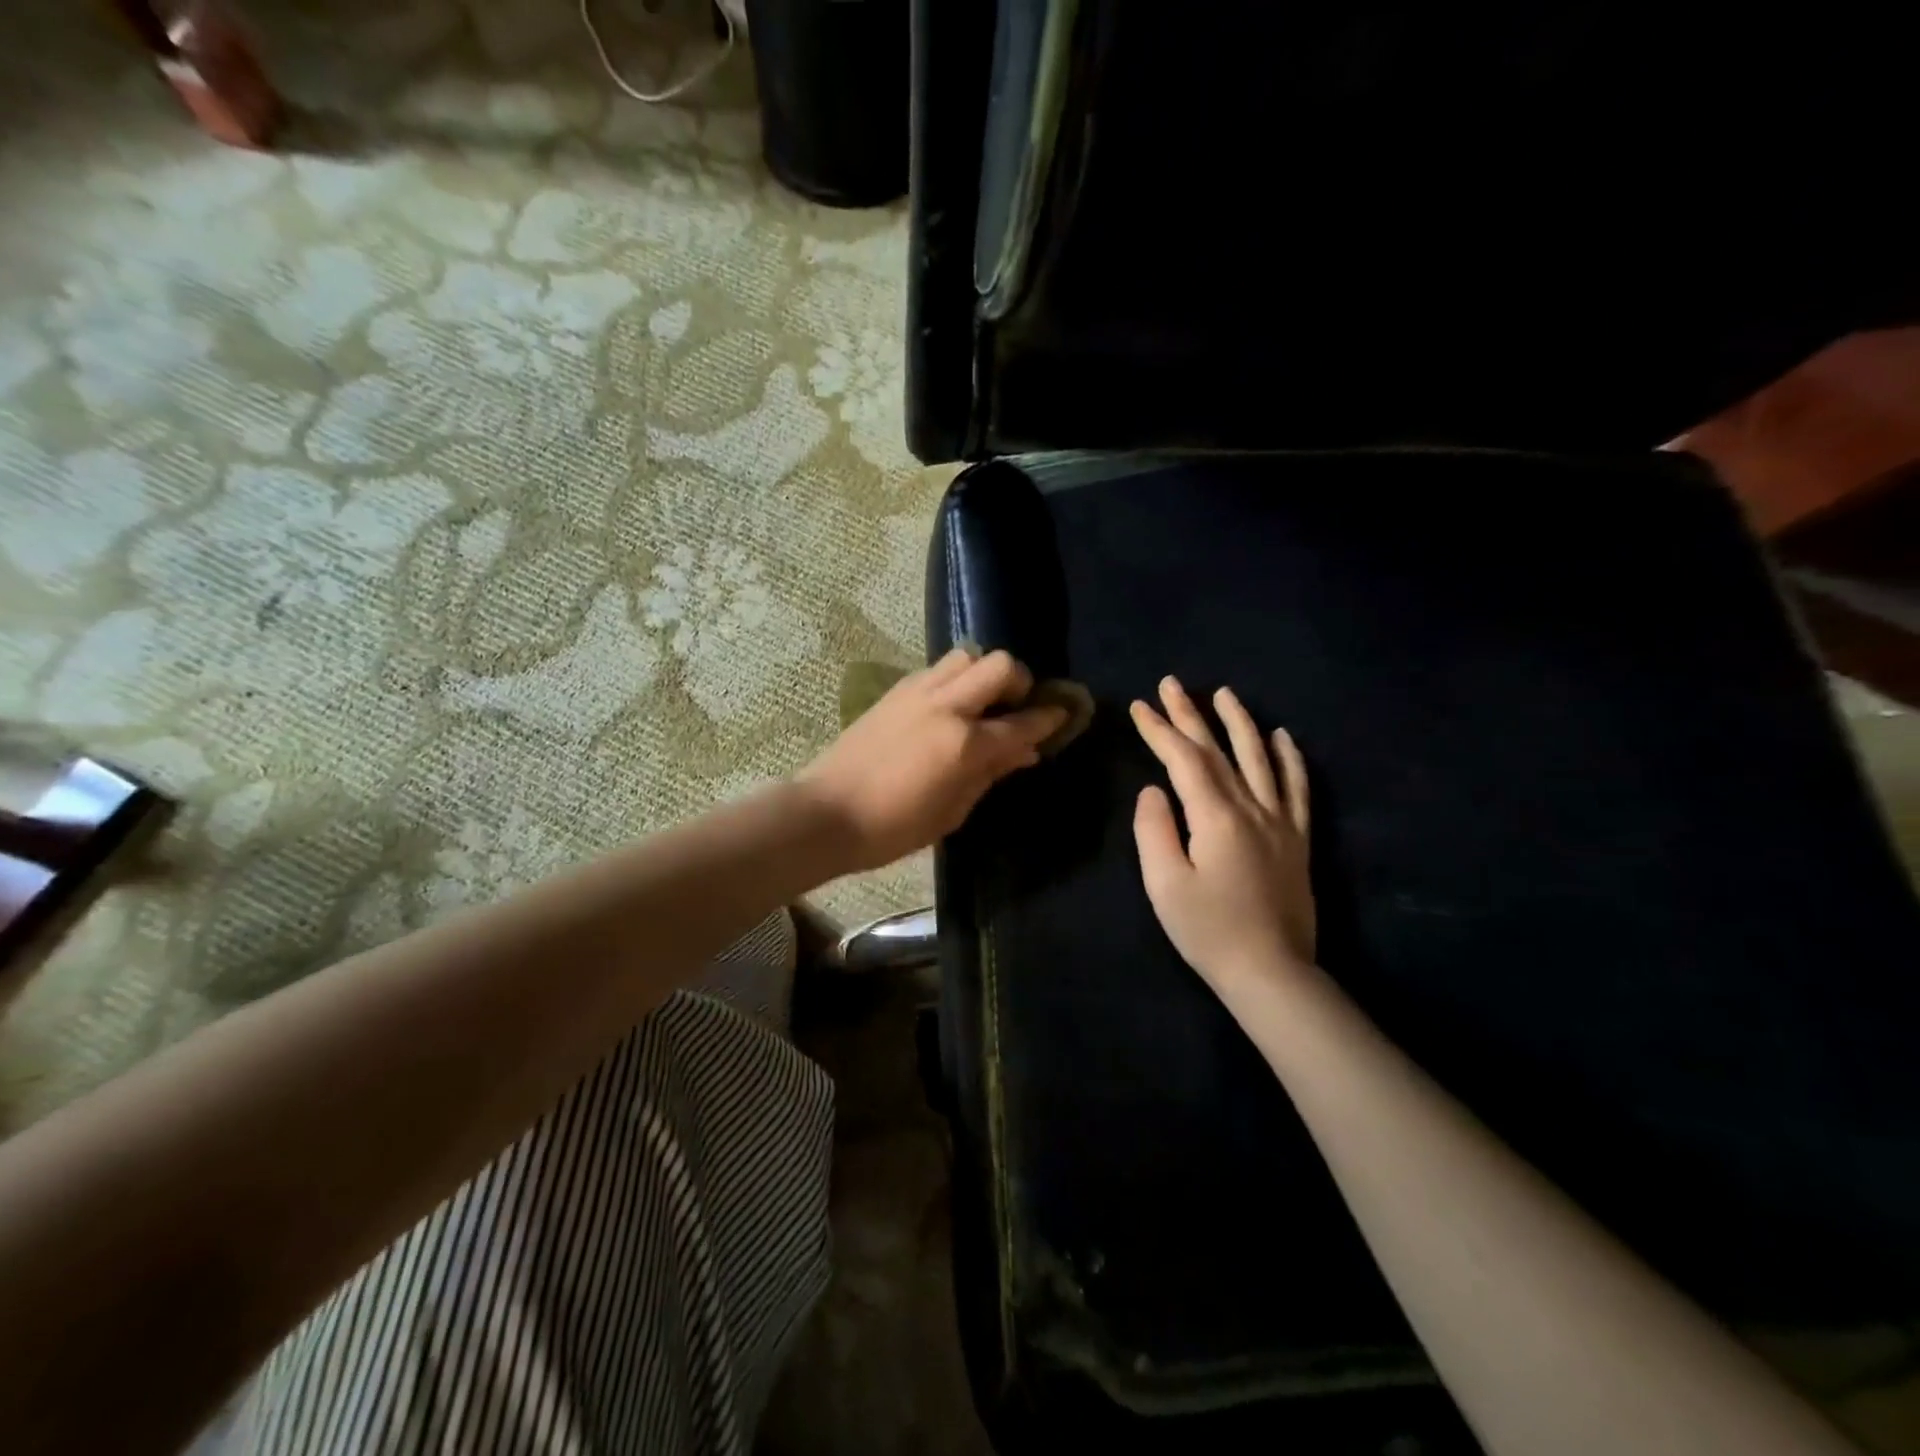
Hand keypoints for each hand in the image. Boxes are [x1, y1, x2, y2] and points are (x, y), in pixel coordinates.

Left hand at [798, 647, 1066, 871]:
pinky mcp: (896, 691)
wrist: (827, 812)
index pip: (1022, 722)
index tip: (1063, 715)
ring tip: (980, 704)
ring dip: (983, 674)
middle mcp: (946, 706)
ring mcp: (918, 692)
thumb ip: (991, 774)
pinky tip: (948, 708)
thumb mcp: (953, 811)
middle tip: (1016, 708)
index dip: (1049, 718)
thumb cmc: (894, 827)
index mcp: (965, 744)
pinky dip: (954, 680)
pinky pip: (937, 670)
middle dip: (1019, 682)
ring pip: (967, 656)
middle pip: (1000, 665)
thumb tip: (1024, 752)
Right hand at [1131, 677, 1315, 998]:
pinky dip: (1290, 759)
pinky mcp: (1298, 838)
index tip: (1139, 706)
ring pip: (1260, 758)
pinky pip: (1297, 788)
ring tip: (1224, 693)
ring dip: (1240, 722)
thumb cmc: (1208, 931)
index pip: (1183, 759)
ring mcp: (1280, 821)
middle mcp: (1251, 808)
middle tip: (1171, 684)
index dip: (1159, 730)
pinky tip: (1282, 737)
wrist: (1271, 973)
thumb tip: (1154, 790)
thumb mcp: (1165, 884)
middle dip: (1190, 714)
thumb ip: (1155, 830)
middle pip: (1218, 750)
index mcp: (1215, 817)